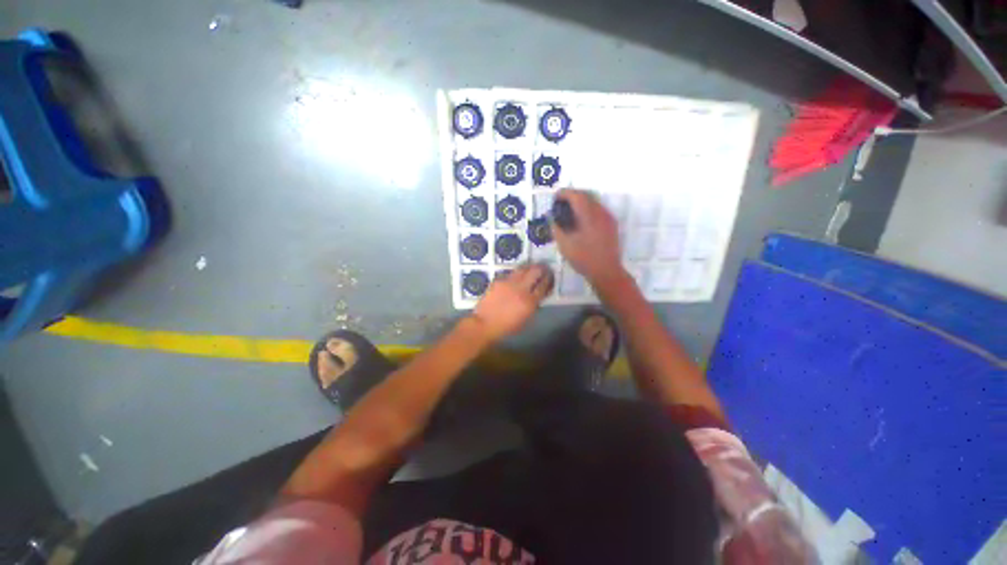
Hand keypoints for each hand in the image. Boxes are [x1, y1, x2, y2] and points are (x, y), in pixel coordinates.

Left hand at [471, 263, 553, 341]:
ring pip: (523, 269)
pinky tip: (517, 275)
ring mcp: (509, 283)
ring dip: (529, 267)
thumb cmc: (507, 327)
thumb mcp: (526, 319)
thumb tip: (538, 296)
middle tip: (544, 268)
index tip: (551, 276)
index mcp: (530, 301)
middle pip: (535, 272)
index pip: (544, 285)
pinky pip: (511, 273)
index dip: (549, 279)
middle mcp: (521, 289)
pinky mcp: (499, 280)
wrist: (485, 323)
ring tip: (532, 267)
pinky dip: (516, 273)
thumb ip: (534, 306)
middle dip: (542, 269)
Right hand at [551, 189, 626, 289]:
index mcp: (589, 216)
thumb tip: (551, 218)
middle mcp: (601, 213)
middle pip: (586, 195)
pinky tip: (581, 220)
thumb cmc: (584, 259)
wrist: (606, 271)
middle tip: (560, 204)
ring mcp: (608, 218)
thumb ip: (556, 228)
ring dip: (581, 202)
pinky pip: (599, 210)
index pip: (576, 196)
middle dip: (572, 196)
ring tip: (569, 212)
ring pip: (594, 202)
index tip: (555, 198)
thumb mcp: (565, 245)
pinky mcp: (612, 225)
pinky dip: (588, 209)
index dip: (564, 193)